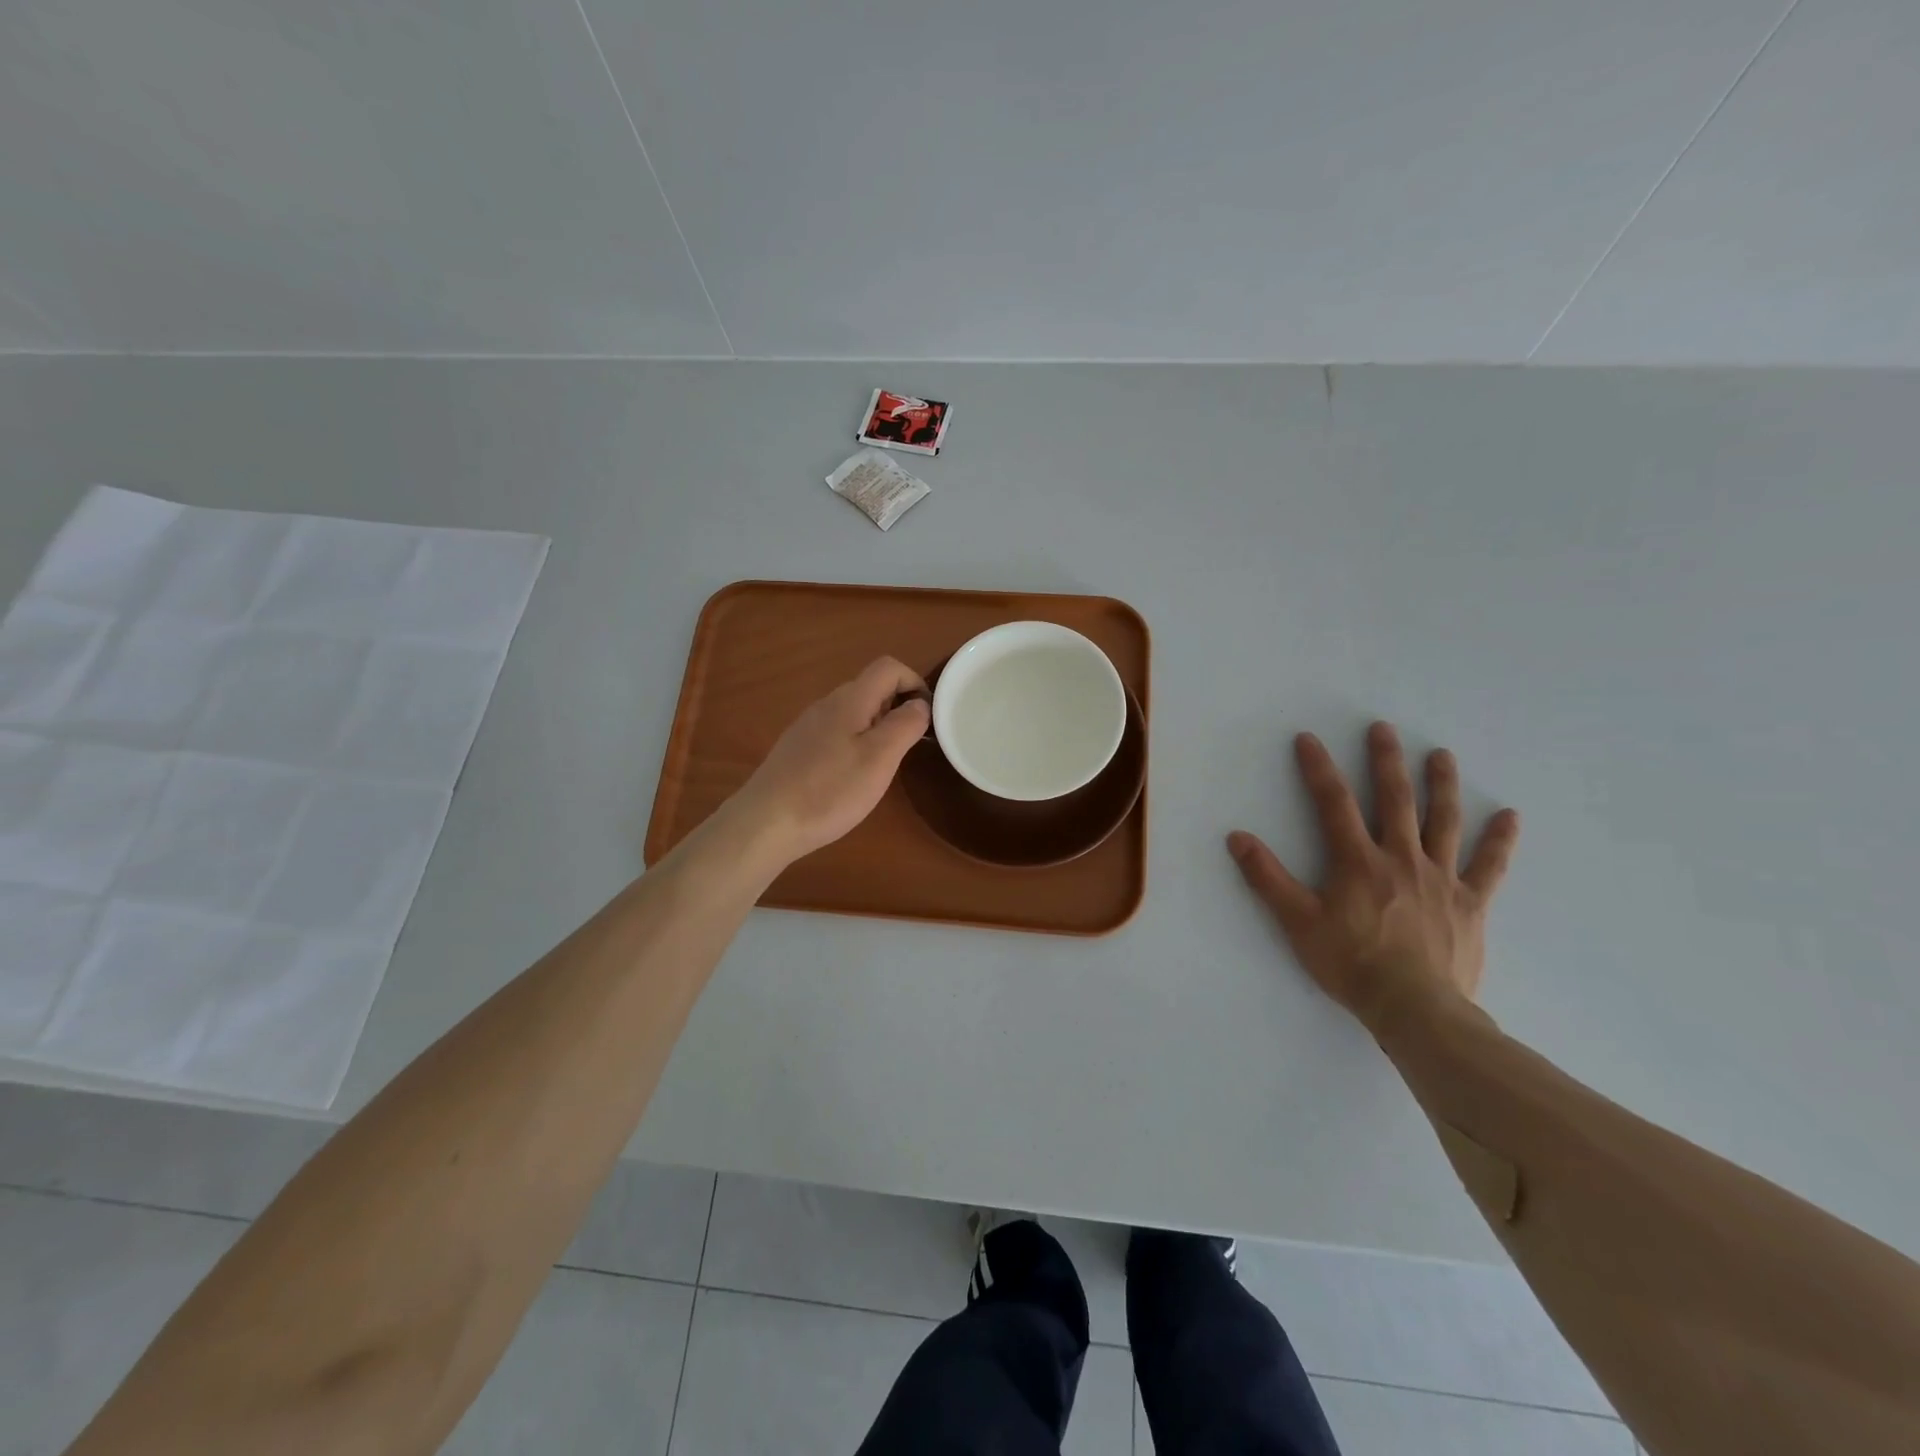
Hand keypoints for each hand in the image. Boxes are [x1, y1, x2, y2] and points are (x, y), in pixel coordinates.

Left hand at [728, 657, 929, 865]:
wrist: (766, 822)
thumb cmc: (830, 790)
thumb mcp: (879, 758)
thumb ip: (905, 724)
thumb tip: (920, 703)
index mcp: (850, 699)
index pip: (888, 667)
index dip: (914, 682)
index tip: (928, 716)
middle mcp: (827, 704)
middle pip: (871, 688)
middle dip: (898, 707)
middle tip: (909, 746)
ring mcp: (808, 725)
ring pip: (853, 711)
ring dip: (877, 727)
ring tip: (883, 765)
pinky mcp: (798, 748)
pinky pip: (836, 731)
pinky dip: (855, 742)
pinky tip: (851, 776)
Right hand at [1227, 722, 1519, 1038]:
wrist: (1415, 1008)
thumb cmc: (1351, 963)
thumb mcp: (1297, 922)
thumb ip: (1267, 878)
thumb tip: (1236, 838)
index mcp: (1358, 861)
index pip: (1334, 804)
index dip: (1318, 769)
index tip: (1308, 739)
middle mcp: (1401, 858)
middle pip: (1395, 800)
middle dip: (1386, 761)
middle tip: (1383, 729)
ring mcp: (1441, 879)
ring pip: (1443, 822)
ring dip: (1441, 785)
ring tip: (1441, 754)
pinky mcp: (1470, 903)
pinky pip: (1488, 866)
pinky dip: (1499, 841)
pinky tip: (1510, 817)